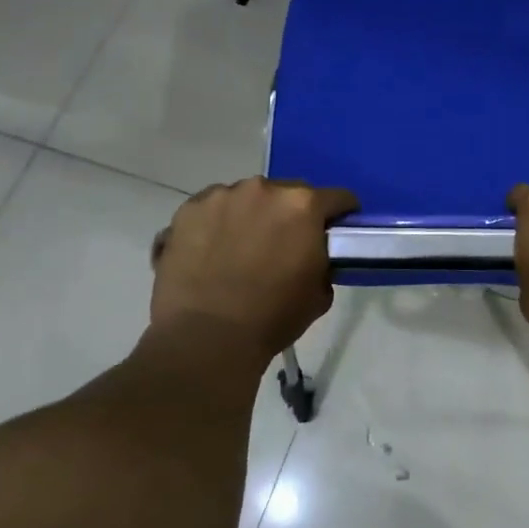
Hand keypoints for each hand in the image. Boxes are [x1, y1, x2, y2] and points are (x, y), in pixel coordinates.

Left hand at [149, 178, 357, 352]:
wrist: (206, 338)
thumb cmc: (272, 317)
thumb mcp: (320, 293)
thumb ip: (322, 261)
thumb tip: (313, 256)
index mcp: (303, 206)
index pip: (337, 198)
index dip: (341, 215)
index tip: (336, 231)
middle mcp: (263, 189)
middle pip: (288, 193)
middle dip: (291, 214)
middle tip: (284, 244)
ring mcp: (220, 196)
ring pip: (247, 198)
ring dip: (252, 215)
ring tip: (241, 248)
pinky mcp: (187, 211)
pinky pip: (211, 210)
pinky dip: (217, 224)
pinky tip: (211, 251)